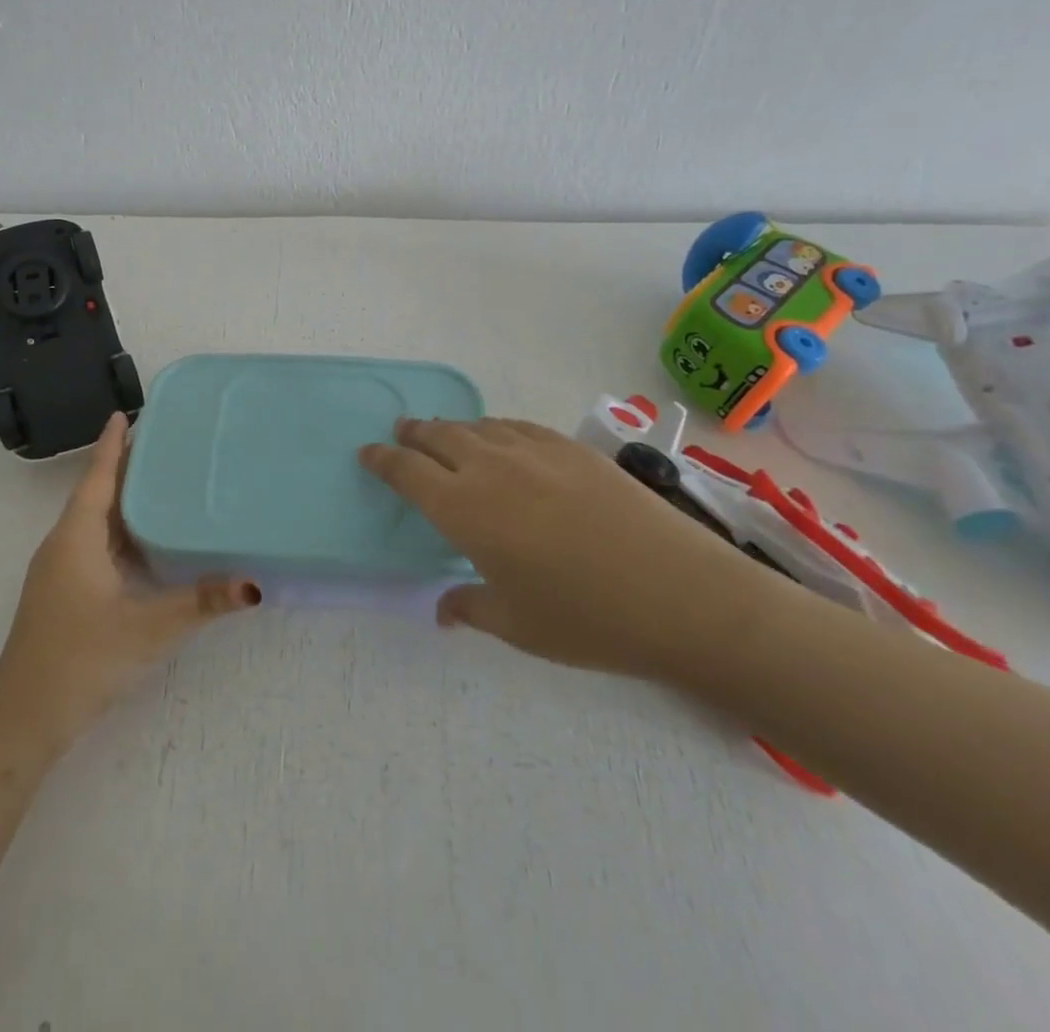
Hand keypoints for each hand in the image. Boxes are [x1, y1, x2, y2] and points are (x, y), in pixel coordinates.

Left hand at [0, 413, 260, 752]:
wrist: (22, 723)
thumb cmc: (81, 660)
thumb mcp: (148, 629)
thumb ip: (201, 602)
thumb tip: (254, 583)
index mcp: (76, 538)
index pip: (96, 477)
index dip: (111, 444)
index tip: (125, 412)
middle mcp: (63, 546)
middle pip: (96, 494)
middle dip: (124, 467)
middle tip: (163, 443)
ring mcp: (60, 573)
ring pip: (95, 523)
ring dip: (122, 501)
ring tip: (162, 483)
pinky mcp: (63, 596)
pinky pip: (94, 547)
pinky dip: (120, 533)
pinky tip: (147, 543)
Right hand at [359, 417, 784, 683]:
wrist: (681, 594)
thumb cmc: (587, 618)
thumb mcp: (516, 624)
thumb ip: (469, 608)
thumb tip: (443, 610)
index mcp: (463, 509)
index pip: (406, 472)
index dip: (382, 460)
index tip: (367, 454)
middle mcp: (490, 467)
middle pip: (438, 436)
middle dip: (413, 433)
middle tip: (401, 434)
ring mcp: (534, 451)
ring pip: (477, 426)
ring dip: (452, 429)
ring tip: (446, 436)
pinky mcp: (573, 448)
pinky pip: (517, 427)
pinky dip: (495, 429)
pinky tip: (502, 440)